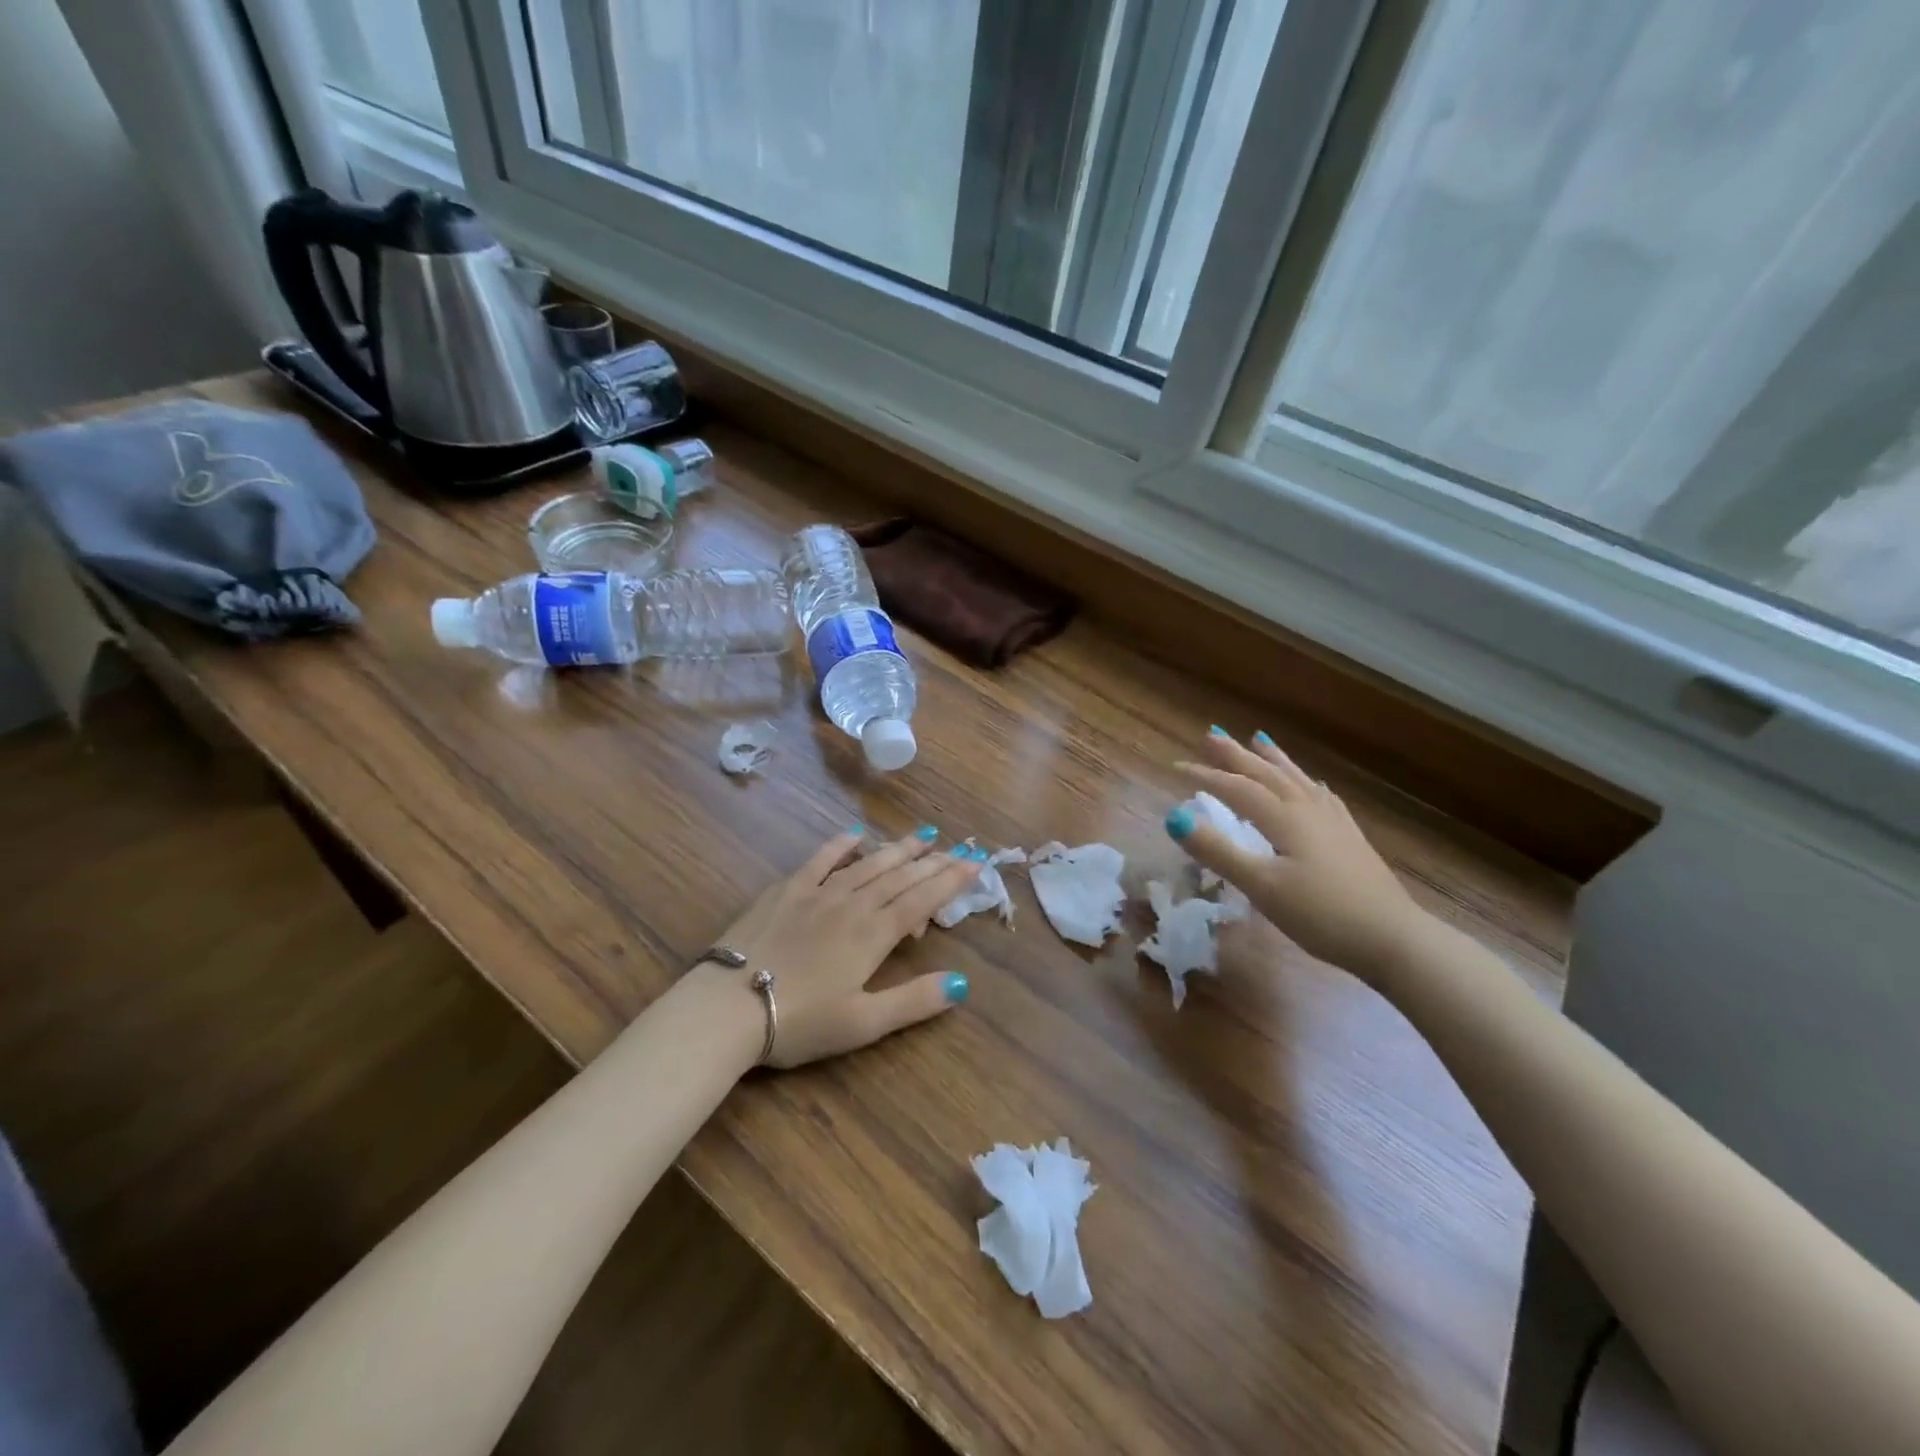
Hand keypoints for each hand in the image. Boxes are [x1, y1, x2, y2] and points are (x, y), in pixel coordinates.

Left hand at [707, 828, 983, 1068]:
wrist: (727, 1007)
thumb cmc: (799, 1021)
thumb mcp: (863, 1023)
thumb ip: (913, 1001)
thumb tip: (962, 983)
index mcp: (873, 935)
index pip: (922, 900)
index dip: (951, 880)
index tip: (976, 863)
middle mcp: (852, 904)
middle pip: (900, 876)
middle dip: (933, 861)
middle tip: (959, 847)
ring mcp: (817, 892)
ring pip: (868, 863)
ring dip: (898, 848)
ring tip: (923, 835)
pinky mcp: (786, 890)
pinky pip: (820, 859)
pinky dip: (841, 844)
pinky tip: (856, 833)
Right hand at [1167, 731, 1432, 984]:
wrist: (1393, 939)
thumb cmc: (1322, 915)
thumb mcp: (1262, 886)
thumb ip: (1219, 851)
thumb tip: (1175, 816)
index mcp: (1285, 819)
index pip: (1238, 789)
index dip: (1206, 776)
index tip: (1176, 765)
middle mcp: (1308, 811)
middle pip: (1267, 774)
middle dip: (1237, 755)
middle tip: (1213, 734)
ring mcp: (1333, 823)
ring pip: (1296, 780)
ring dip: (1273, 759)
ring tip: (1260, 739)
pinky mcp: (1350, 839)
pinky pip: (1322, 797)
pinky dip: (1307, 784)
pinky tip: (1312, 785)